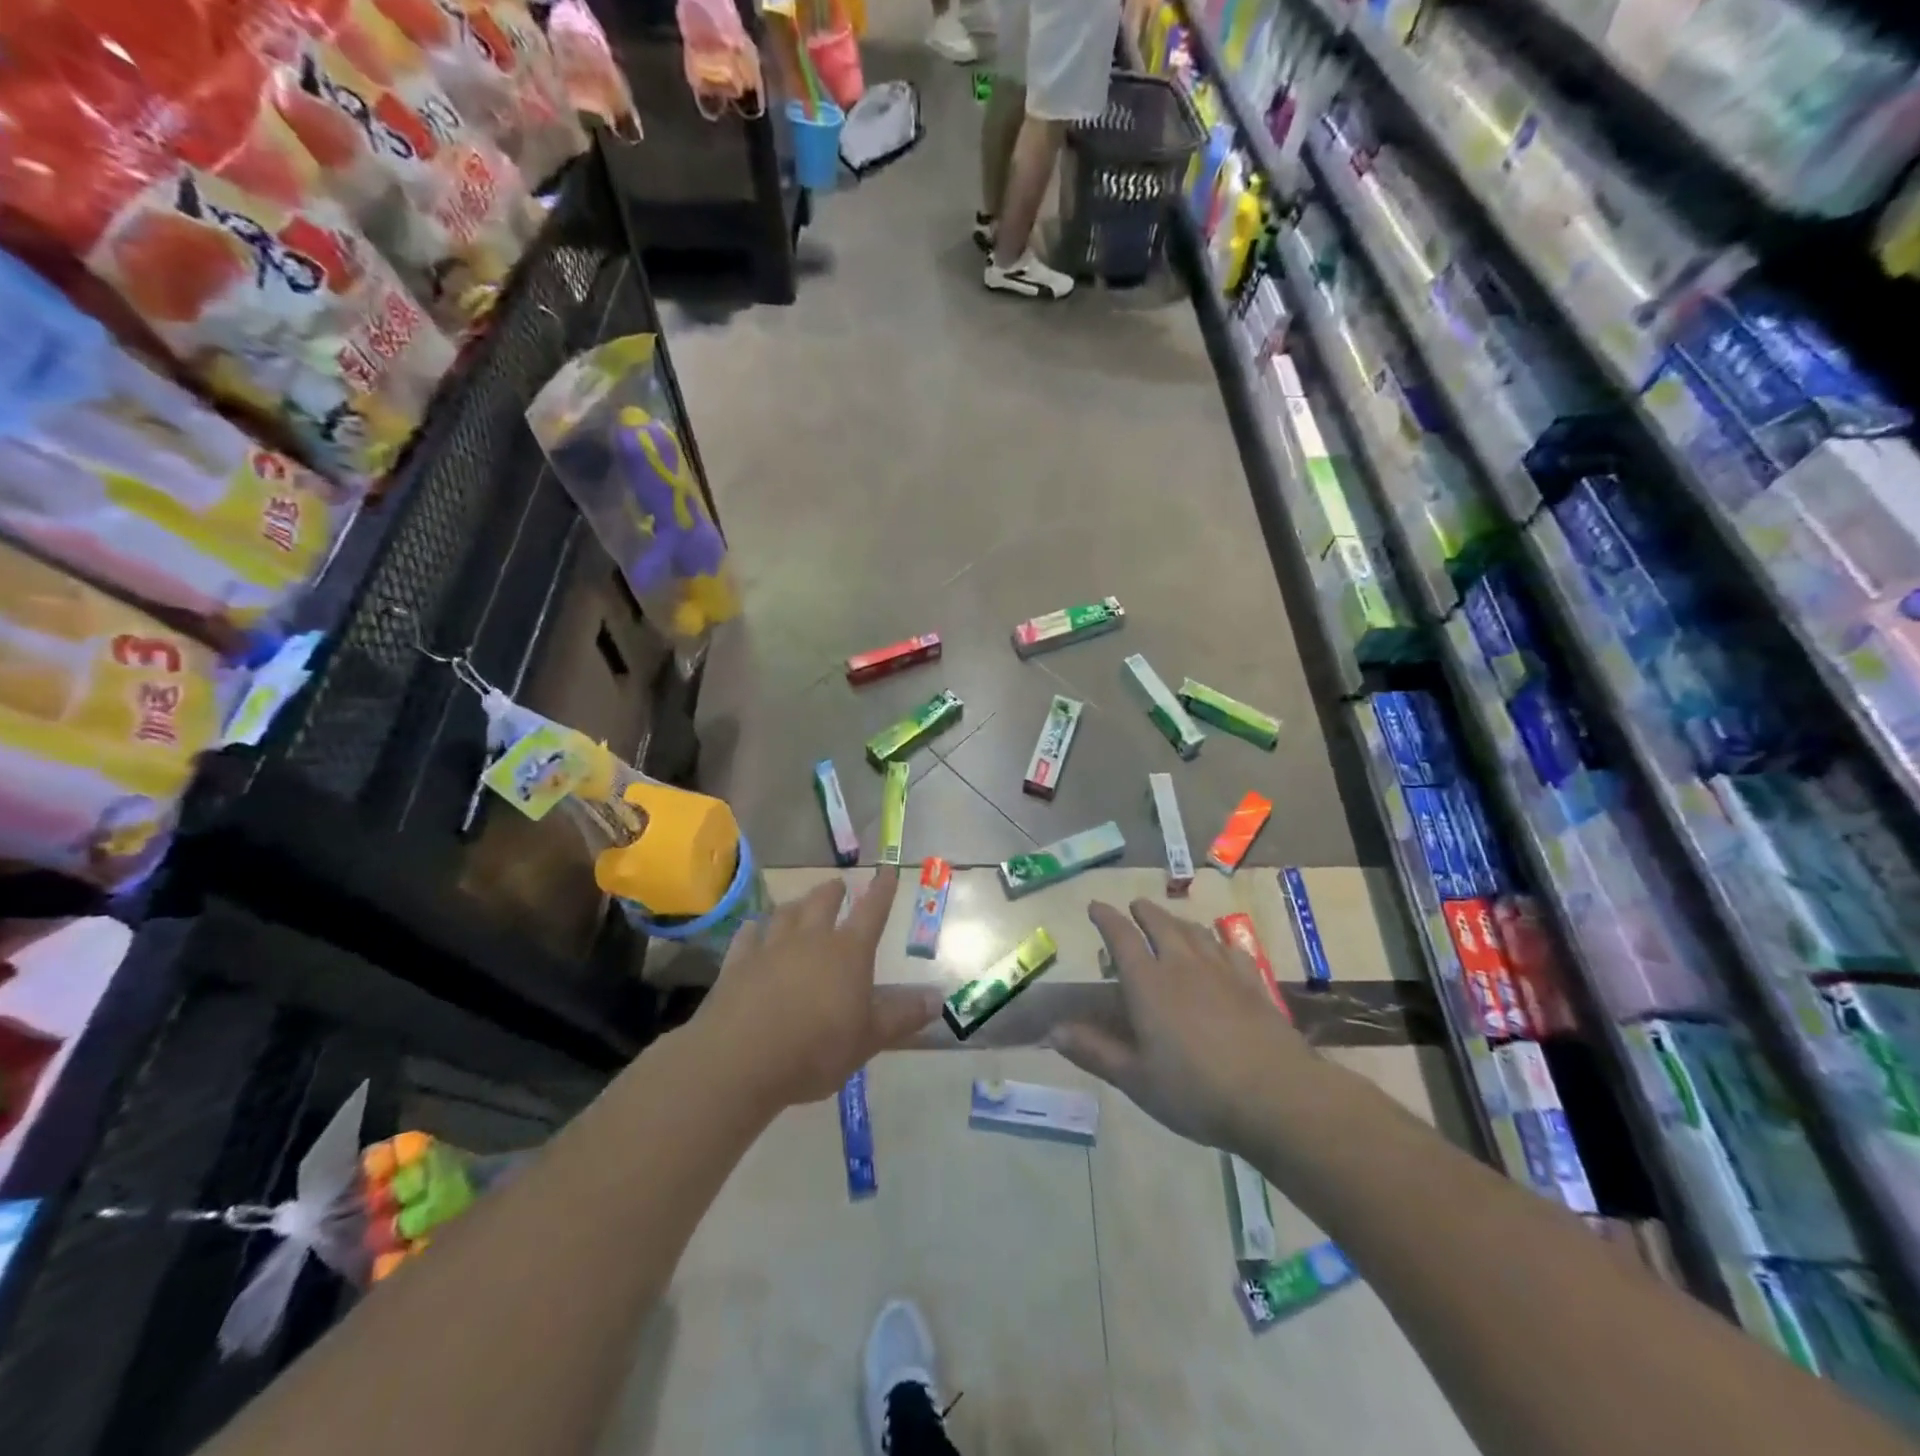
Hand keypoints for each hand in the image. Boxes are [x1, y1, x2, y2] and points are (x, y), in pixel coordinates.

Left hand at [696, 867, 942, 1109]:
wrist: (740, 1059)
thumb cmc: (816, 1049)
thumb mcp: (869, 1039)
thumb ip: (902, 1016)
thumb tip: (938, 997)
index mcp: (848, 953)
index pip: (872, 912)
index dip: (882, 891)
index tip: (888, 870)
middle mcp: (810, 939)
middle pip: (822, 902)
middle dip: (833, 891)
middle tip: (837, 885)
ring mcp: (770, 948)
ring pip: (785, 913)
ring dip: (796, 905)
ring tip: (799, 904)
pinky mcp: (737, 963)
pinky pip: (748, 935)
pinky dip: (754, 929)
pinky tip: (754, 929)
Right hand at [1052, 900, 1326, 1154]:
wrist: (1275, 1096)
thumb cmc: (1195, 1091)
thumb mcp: (1135, 1078)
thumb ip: (1094, 1051)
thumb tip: (1053, 1031)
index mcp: (1148, 982)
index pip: (1121, 936)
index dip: (1106, 917)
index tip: (1095, 906)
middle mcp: (1182, 964)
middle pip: (1160, 924)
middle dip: (1144, 912)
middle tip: (1135, 907)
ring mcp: (1221, 970)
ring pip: (1194, 931)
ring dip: (1177, 921)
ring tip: (1170, 922)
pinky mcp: (1252, 983)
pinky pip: (1229, 948)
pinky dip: (1216, 940)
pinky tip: (1219, 947)